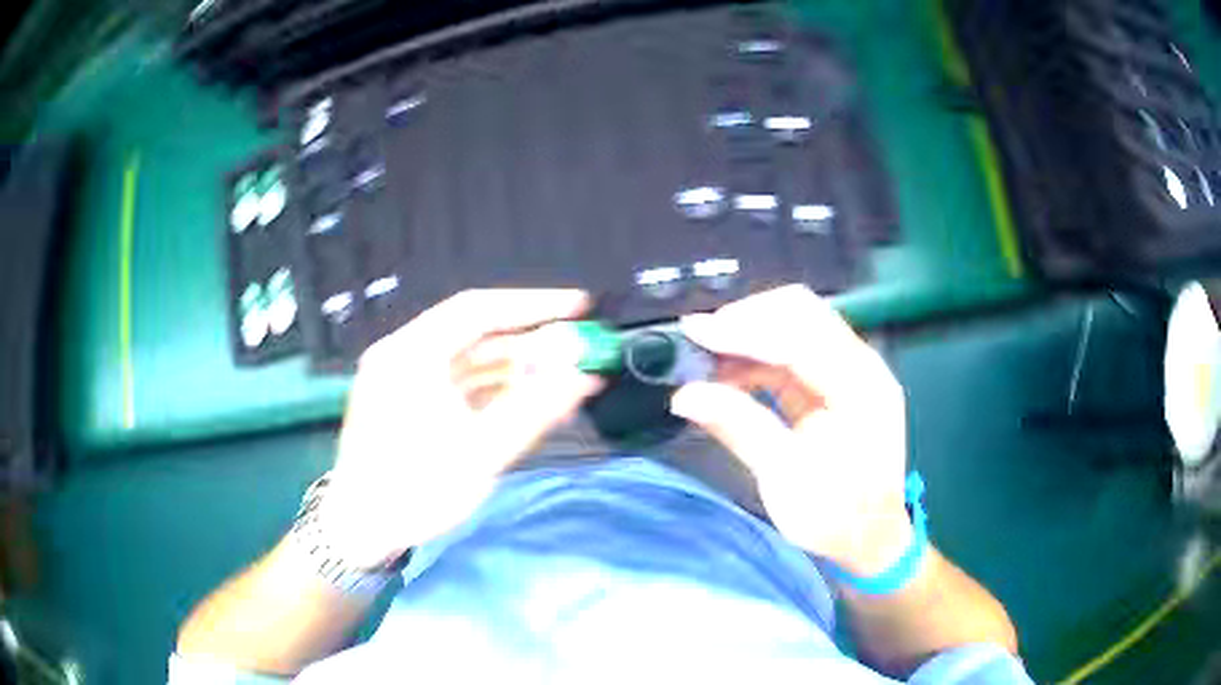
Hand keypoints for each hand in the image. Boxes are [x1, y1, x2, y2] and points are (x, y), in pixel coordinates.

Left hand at [321, 290, 603, 569]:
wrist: (361, 532)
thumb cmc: (413, 491)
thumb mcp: (479, 454)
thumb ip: (535, 411)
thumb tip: (584, 376)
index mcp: (410, 354)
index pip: (477, 309)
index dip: (533, 305)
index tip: (581, 307)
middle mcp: (406, 355)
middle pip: (478, 335)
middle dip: (533, 344)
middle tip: (582, 352)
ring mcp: (407, 379)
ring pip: (473, 361)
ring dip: (520, 370)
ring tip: (568, 381)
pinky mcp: (412, 402)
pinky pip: (463, 385)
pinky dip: (499, 391)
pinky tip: (534, 401)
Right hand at [670, 285, 911, 576]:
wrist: (871, 539)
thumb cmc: (836, 517)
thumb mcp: (785, 479)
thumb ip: (739, 427)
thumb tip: (684, 395)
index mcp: (861, 388)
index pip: (799, 336)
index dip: (743, 329)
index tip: (693, 332)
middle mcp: (861, 367)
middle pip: (802, 313)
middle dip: (746, 320)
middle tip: (699, 341)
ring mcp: (851, 372)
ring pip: (797, 326)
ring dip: (750, 335)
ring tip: (706, 359)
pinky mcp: (837, 383)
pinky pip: (795, 352)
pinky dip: (759, 357)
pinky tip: (729, 374)